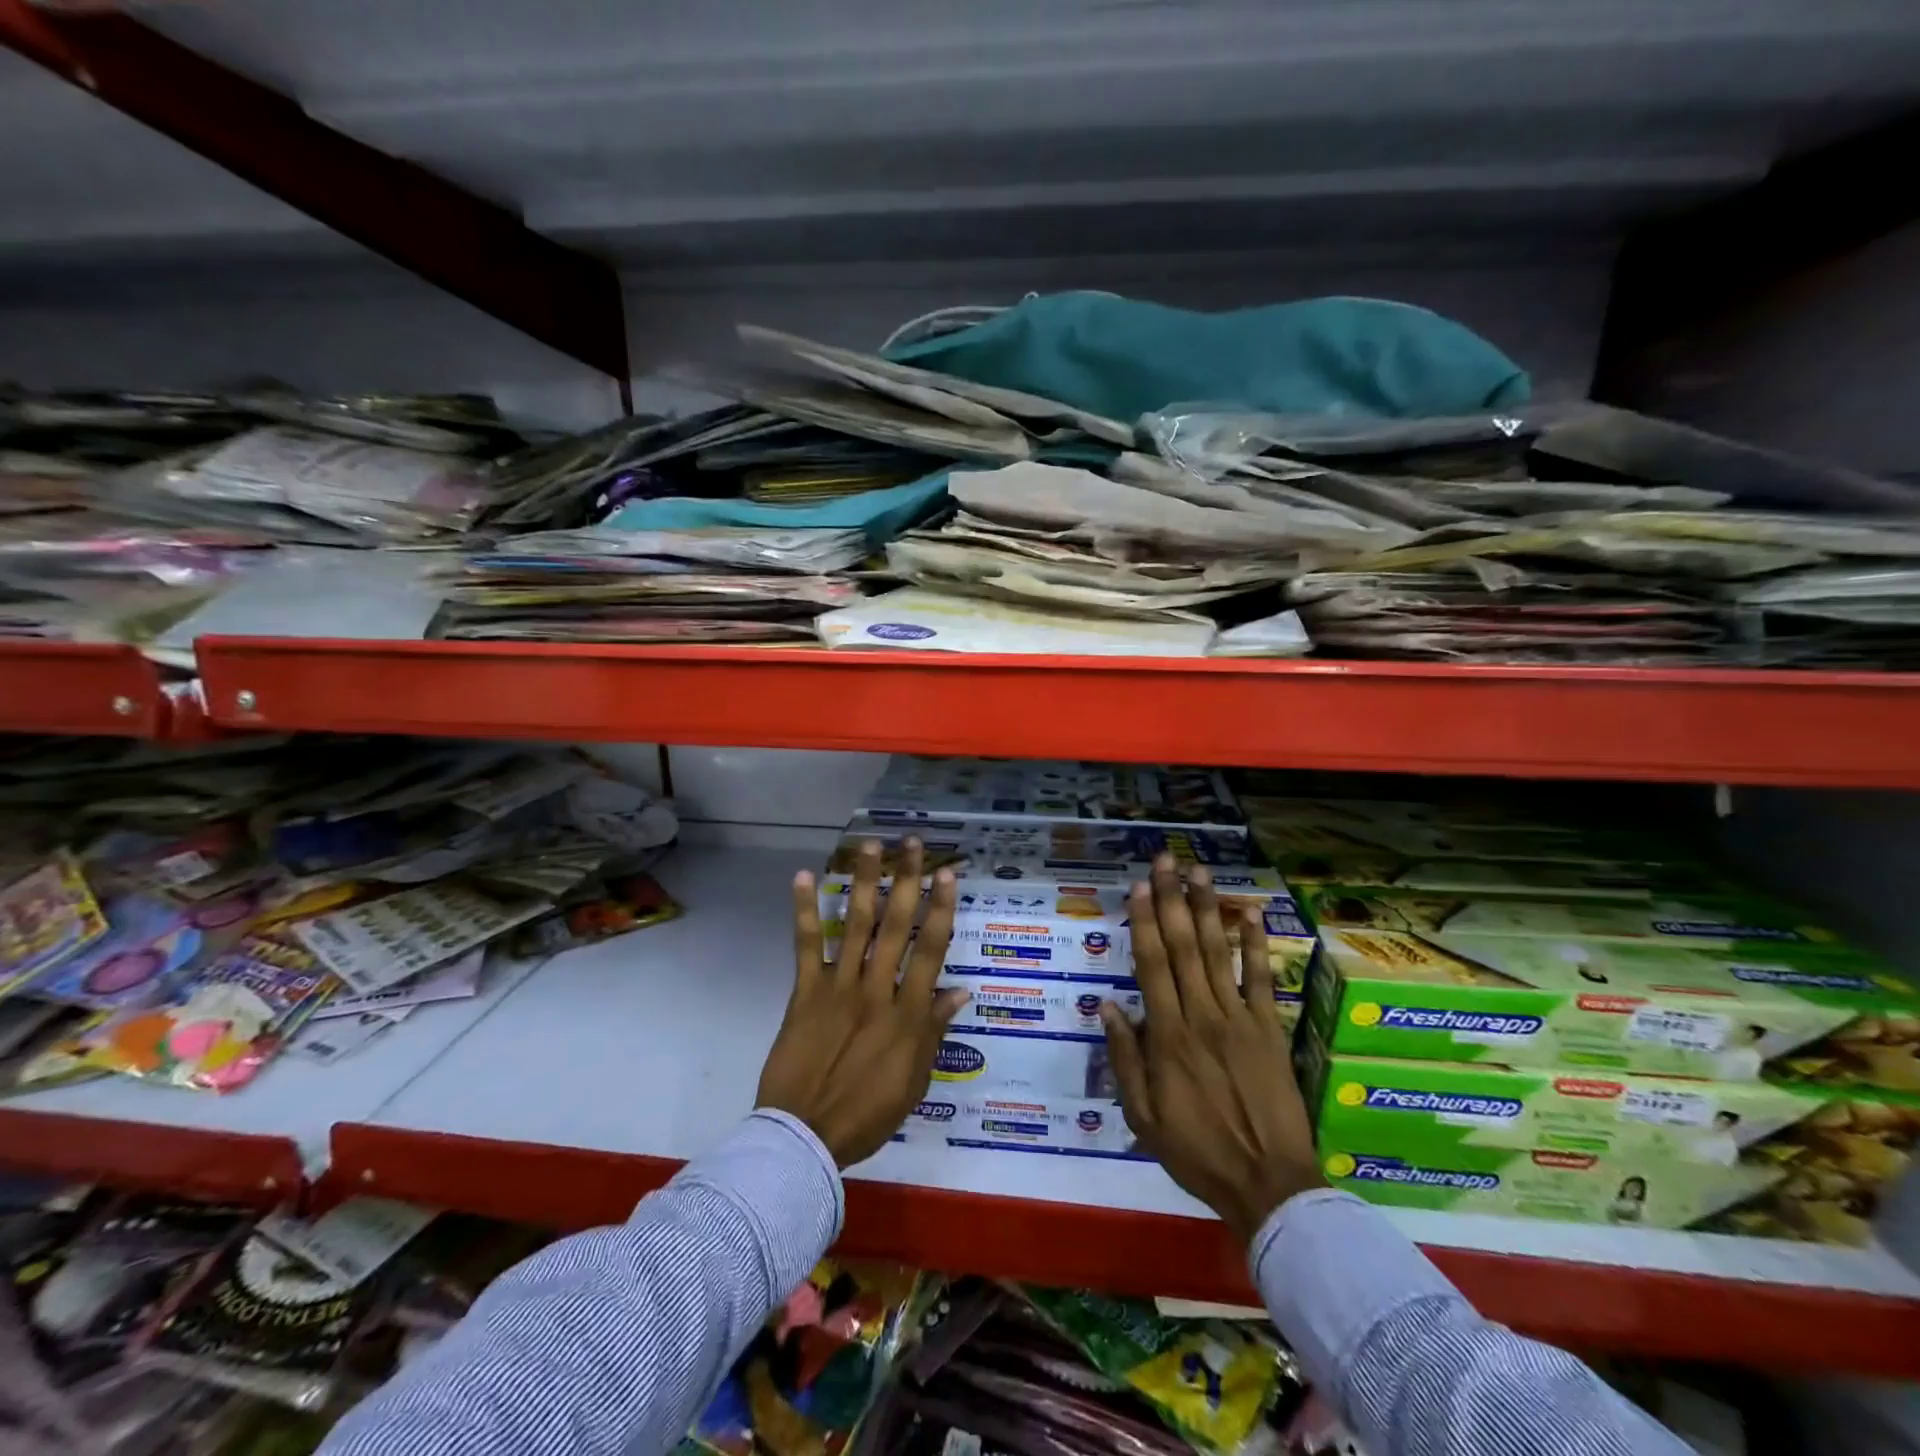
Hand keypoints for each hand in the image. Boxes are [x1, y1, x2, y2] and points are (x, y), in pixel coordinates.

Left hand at [756, 838, 969, 1167]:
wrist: (804, 1137)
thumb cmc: (868, 1114)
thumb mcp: (915, 1080)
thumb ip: (934, 1031)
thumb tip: (960, 990)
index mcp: (907, 1014)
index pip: (930, 950)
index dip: (941, 909)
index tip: (947, 874)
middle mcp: (876, 990)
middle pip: (895, 926)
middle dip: (906, 881)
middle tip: (912, 844)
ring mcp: (838, 988)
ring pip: (855, 925)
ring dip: (864, 883)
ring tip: (870, 846)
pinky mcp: (805, 993)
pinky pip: (806, 946)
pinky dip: (805, 911)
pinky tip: (805, 877)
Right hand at [1101, 855, 1323, 1243]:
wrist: (1269, 1185)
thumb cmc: (1197, 1152)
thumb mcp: (1143, 1117)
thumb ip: (1125, 1059)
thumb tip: (1108, 1006)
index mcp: (1167, 1036)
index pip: (1151, 966)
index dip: (1144, 922)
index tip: (1140, 887)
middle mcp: (1201, 1016)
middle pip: (1182, 947)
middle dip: (1173, 899)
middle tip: (1166, 861)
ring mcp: (1239, 1019)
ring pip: (1217, 953)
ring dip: (1207, 909)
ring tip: (1200, 872)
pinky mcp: (1270, 1030)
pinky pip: (1262, 980)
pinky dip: (1256, 945)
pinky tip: (1251, 912)